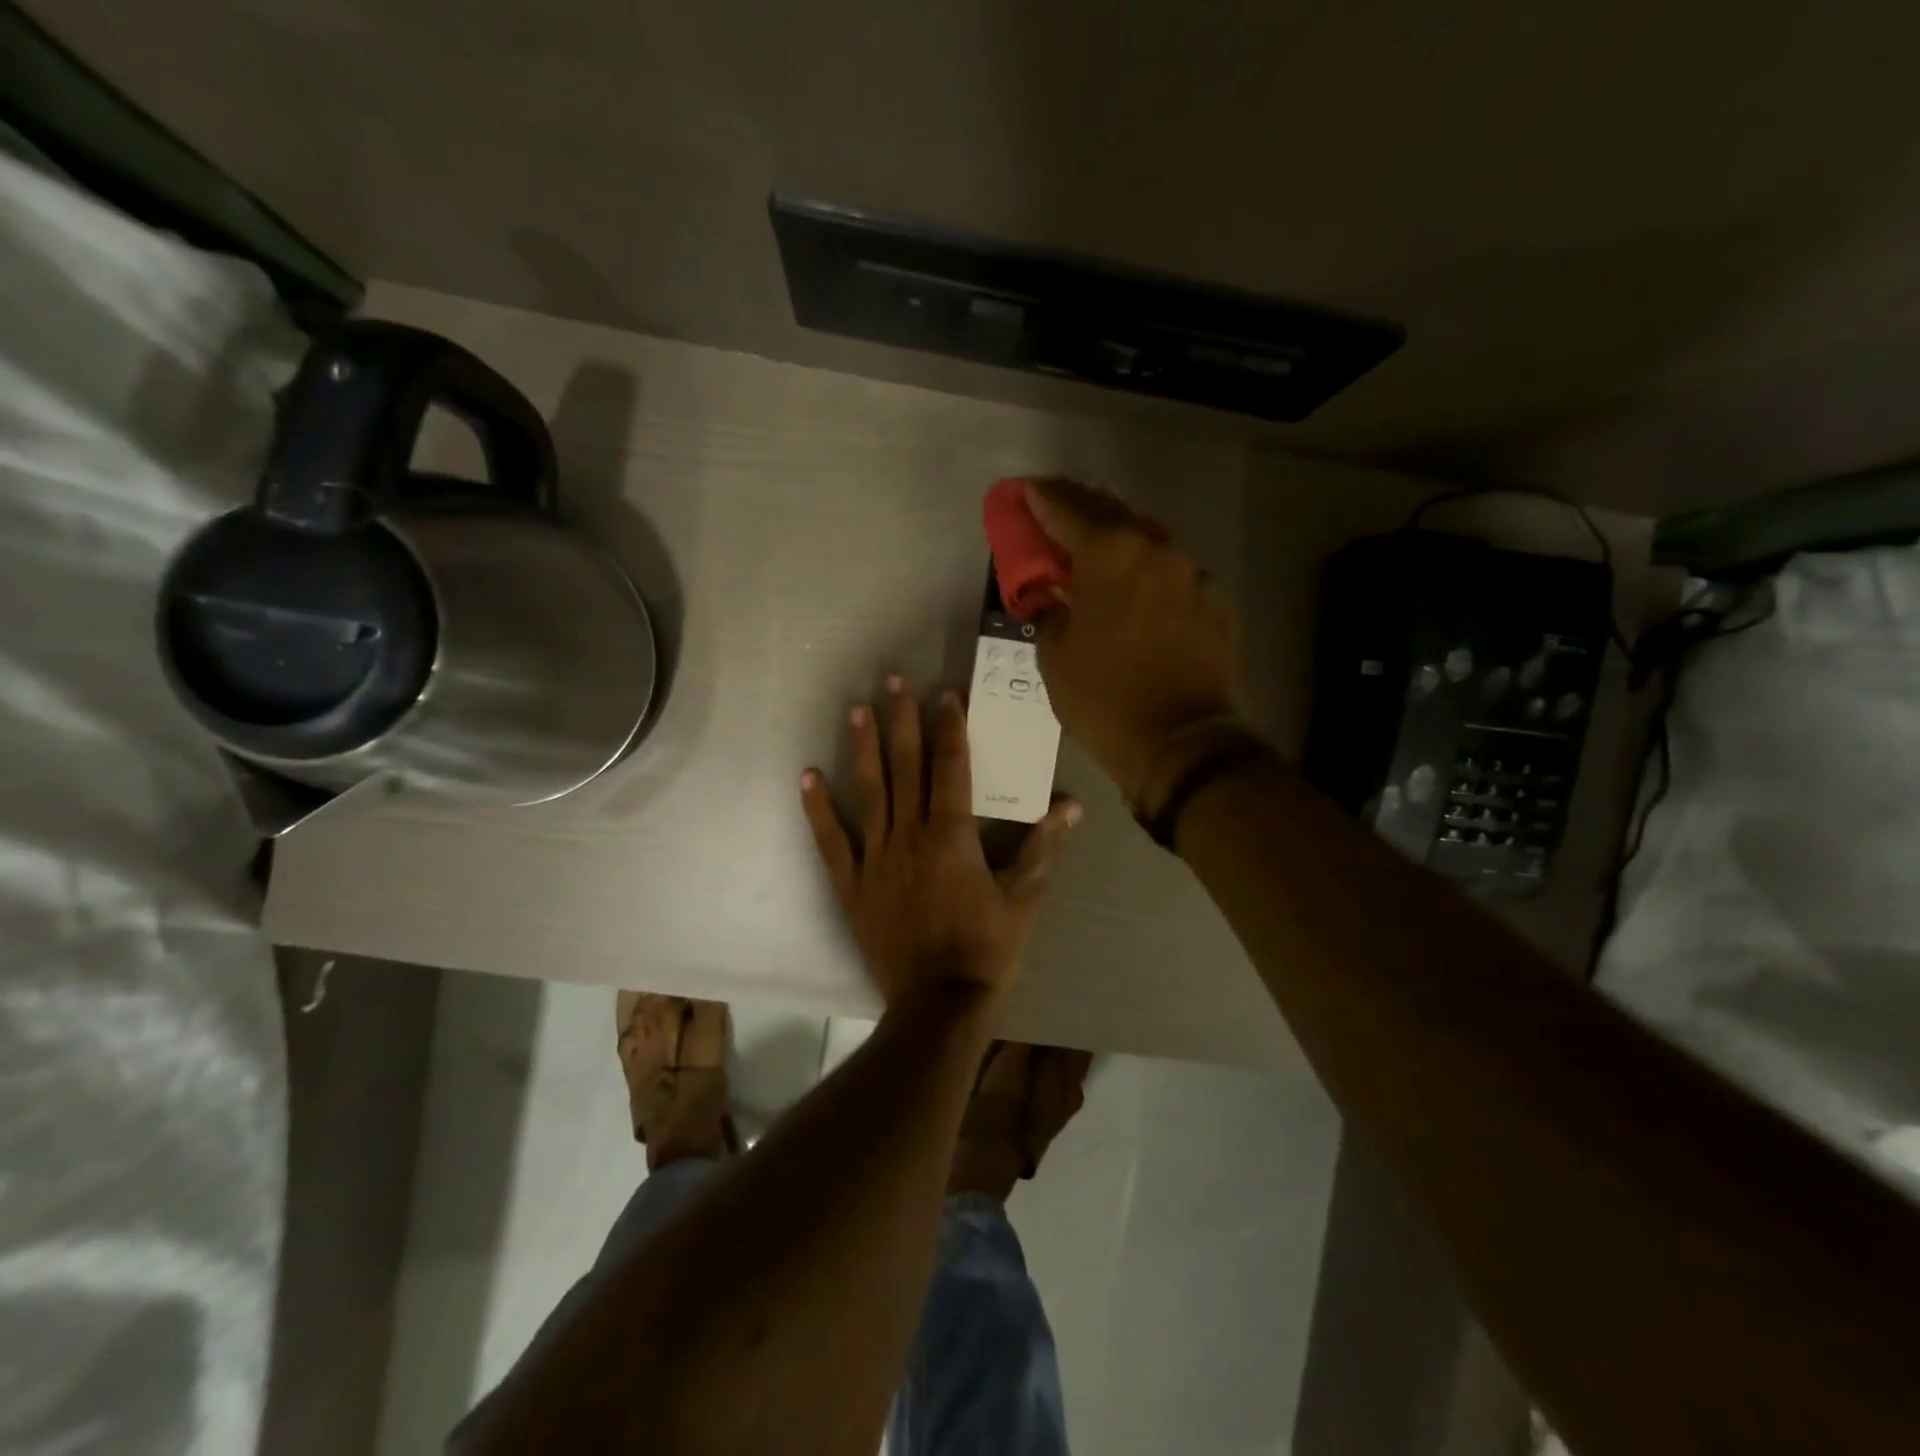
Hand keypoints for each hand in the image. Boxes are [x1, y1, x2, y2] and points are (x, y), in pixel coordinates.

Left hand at [800, 678, 1081, 1005]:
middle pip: (906, 767)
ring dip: (862, 748)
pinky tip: (808, 777)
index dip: (949, 729)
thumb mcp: (1024, 899)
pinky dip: (819, 809)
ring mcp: (876, 858)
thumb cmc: (987, 948)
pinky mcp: (852, 883)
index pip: (951, 768)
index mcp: (953, 836)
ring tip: (857, 709)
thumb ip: (1043, 847)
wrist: (939, 1002)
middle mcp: (910, 835)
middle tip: (894, 680)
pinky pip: (832, 840)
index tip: (944, 695)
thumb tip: (1071, 805)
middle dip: (901, 721)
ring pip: (868, 792)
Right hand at [1025, 478, 1244, 807]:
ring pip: (1147, 544)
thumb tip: (1052, 599)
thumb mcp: (1054, 657)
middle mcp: (1157, 550)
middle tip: (1056, 515)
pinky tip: (1137, 594)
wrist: (1181, 744)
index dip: (1041, 499)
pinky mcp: (1216, 603)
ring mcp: (1193, 575)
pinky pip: (1173, 576)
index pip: (1067, 509)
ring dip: (1118, 543)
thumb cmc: (1104, 699)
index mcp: (1111, 554)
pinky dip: (1148, 575)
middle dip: (1080, 511)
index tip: (1024, 491)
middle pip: (1112, 514)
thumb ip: (1049, 612)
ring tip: (1096, 556)